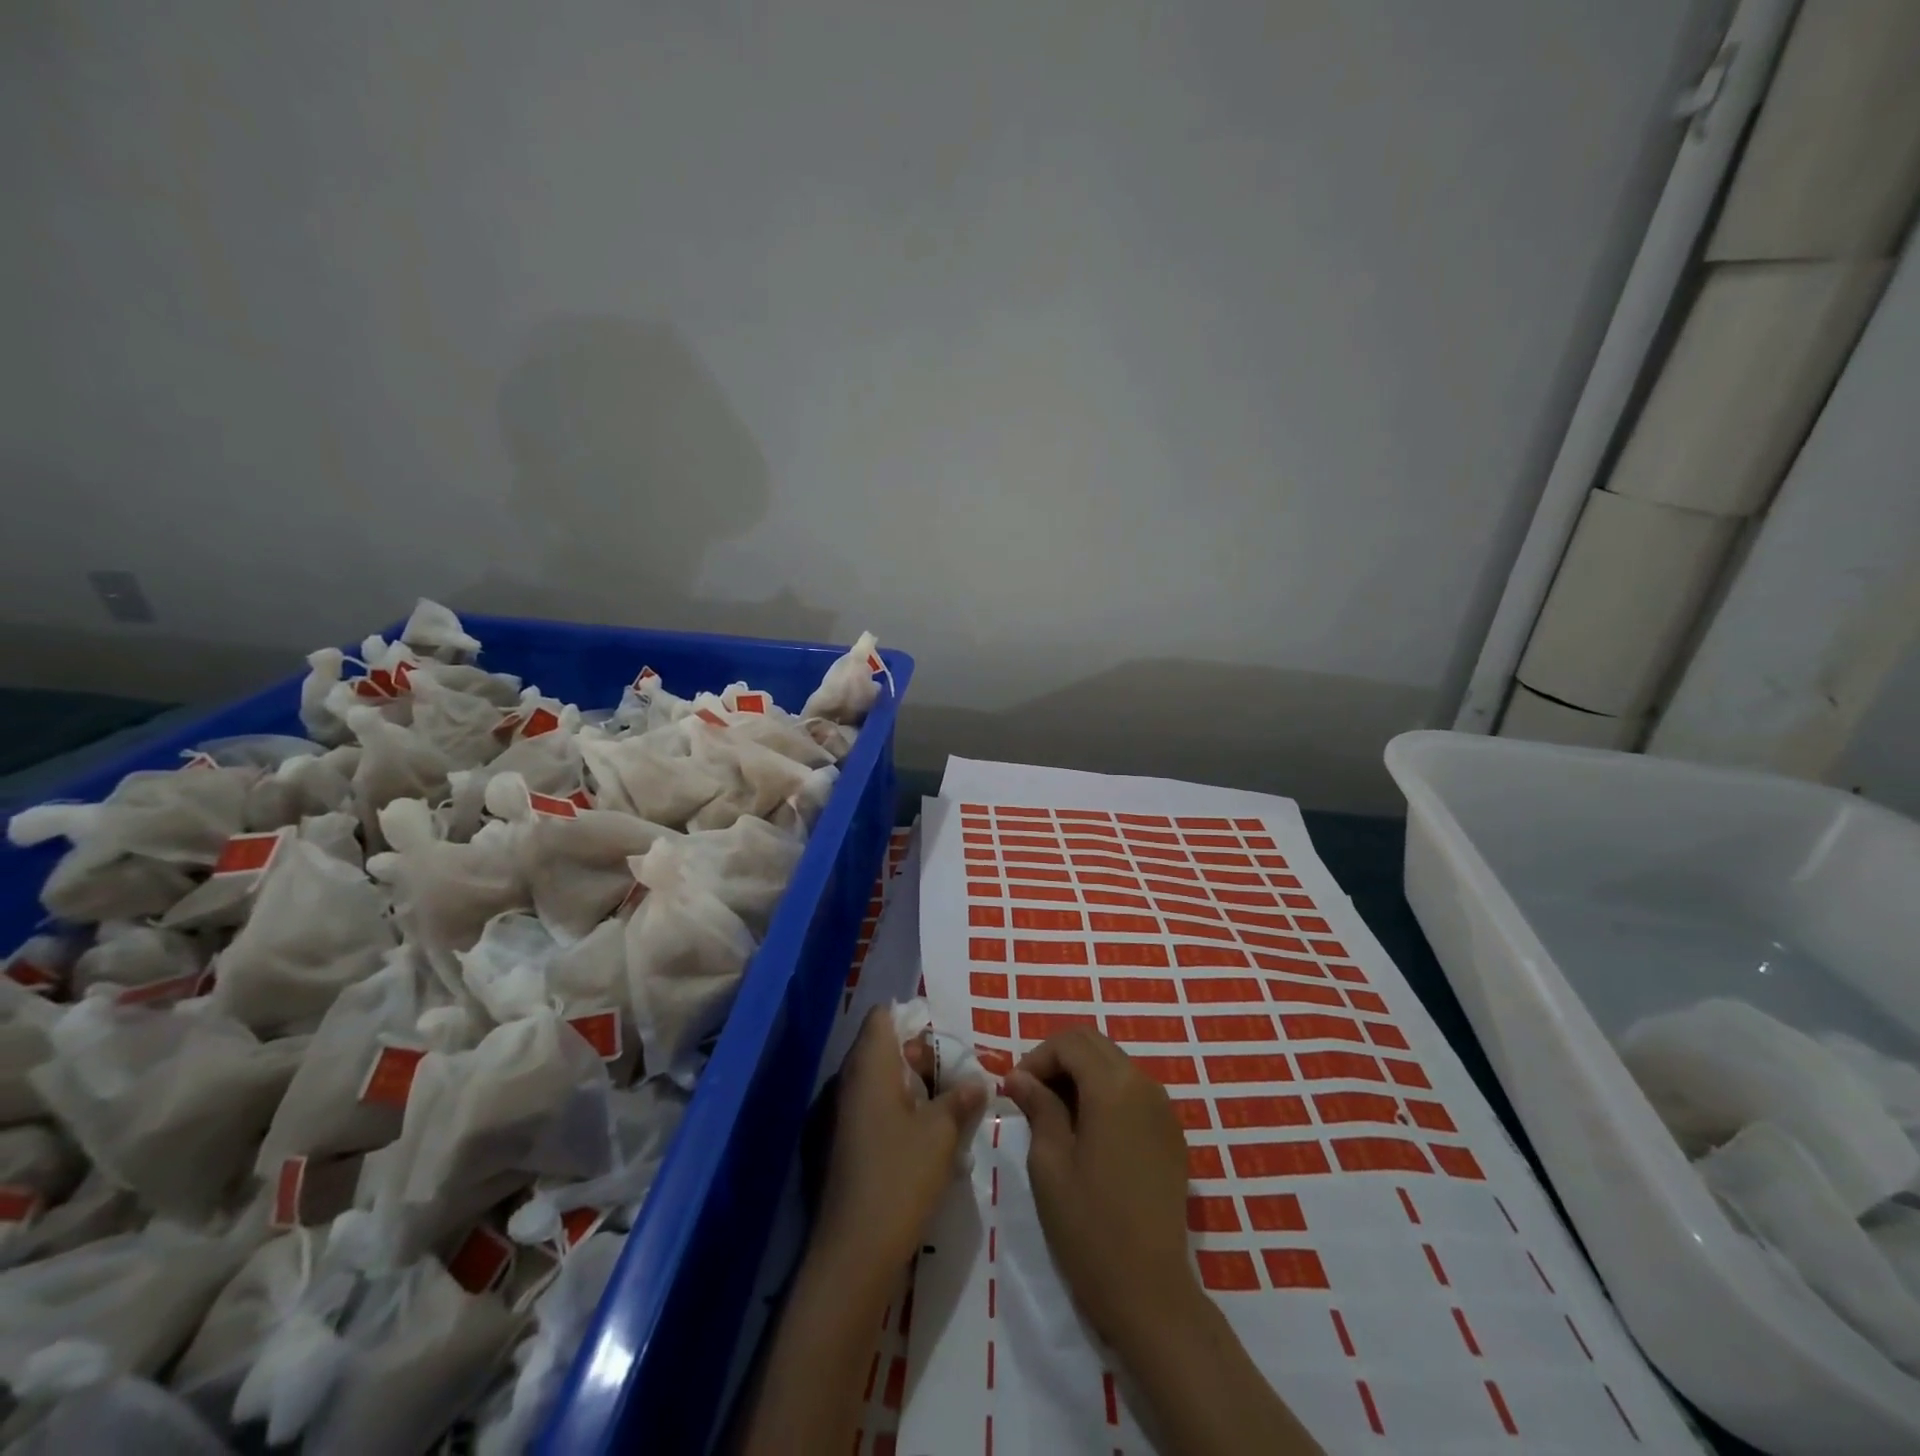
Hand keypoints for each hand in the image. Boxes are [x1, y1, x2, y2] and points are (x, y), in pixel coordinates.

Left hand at [813, 1006, 987, 1280]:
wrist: (853, 1251)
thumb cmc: (899, 1177)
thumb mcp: (941, 1134)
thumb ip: (960, 1099)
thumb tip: (978, 1081)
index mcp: (869, 1066)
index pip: (883, 1016)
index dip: (913, 1019)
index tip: (944, 1040)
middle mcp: (849, 1081)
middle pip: (883, 1047)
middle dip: (920, 1058)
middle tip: (954, 1078)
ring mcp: (842, 1114)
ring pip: (880, 1081)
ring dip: (912, 1088)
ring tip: (947, 1107)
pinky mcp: (843, 1144)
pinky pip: (873, 1110)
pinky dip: (898, 1112)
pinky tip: (925, 1137)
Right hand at [1004, 1027, 1200, 1350]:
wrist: (1151, 1292)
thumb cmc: (1090, 1227)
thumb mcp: (1050, 1164)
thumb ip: (1038, 1108)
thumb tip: (1019, 1077)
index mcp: (1114, 1087)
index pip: (1069, 1042)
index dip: (1037, 1057)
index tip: (1015, 1090)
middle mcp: (1144, 1085)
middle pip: (1094, 1044)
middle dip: (1058, 1059)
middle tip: (1031, 1094)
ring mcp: (1164, 1109)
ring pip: (1115, 1064)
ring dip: (1081, 1074)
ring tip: (1055, 1112)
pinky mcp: (1171, 1134)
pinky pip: (1133, 1091)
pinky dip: (1105, 1093)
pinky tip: (1088, 1131)